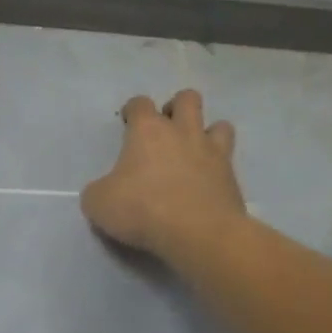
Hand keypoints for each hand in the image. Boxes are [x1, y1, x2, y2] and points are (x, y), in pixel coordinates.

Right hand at [81, 89, 246, 265]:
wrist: (198, 234)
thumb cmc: (143, 209)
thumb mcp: (99, 203)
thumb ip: (99, 190)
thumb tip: (104, 191)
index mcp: (148, 130)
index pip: (140, 103)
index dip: (133, 110)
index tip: (128, 125)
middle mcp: (182, 132)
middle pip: (187, 98)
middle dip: (177, 108)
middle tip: (166, 131)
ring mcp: (212, 152)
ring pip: (220, 124)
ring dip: (208, 132)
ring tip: (195, 152)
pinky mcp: (232, 177)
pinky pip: (229, 161)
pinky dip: (220, 168)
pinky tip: (208, 184)